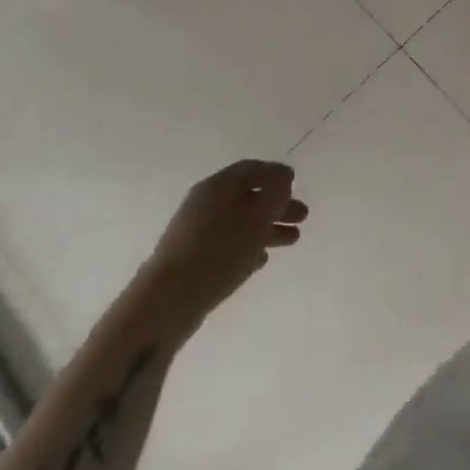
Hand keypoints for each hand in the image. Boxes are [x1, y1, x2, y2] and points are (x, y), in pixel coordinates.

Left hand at [139, 160, 306, 335]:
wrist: (167, 301)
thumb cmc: (220, 249)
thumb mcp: (258, 215)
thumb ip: (276, 192)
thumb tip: (283, 177)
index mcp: (218, 185)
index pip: (253, 169)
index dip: (277, 174)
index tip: (297, 184)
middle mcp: (205, 203)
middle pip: (249, 196)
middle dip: (278, 204)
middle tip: (302, 216)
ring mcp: (196, 233)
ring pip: (241, 223)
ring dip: (269, 228)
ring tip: (292, 240)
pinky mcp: (192, 259)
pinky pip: (228, 244)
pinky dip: (249, 246)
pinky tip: (263, 259)